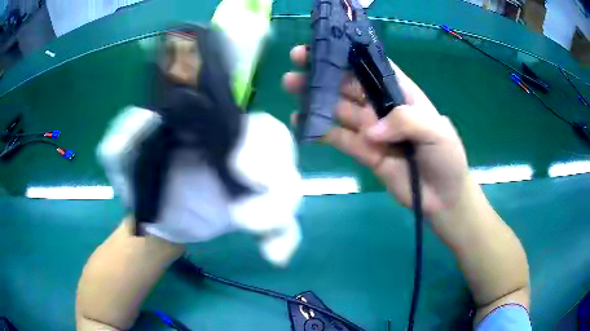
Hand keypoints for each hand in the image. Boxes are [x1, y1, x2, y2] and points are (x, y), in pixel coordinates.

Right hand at [283, 45, 469, 216]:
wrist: (443, 197)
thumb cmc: (446, 158)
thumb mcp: (436, 132)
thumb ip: (406, 122)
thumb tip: (370, 130)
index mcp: (403, 94)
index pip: (374, 67)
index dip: (350, 55)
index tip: (324, 47)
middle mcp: (384, 107)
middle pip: (350, 85)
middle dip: (324, 74)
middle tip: (296, 65)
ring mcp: (372, 130)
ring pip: (340, 109)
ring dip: (316, 98)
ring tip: (291, 87)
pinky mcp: (365, 152)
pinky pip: (339, 138)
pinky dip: (321, 130)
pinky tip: (300, 121)